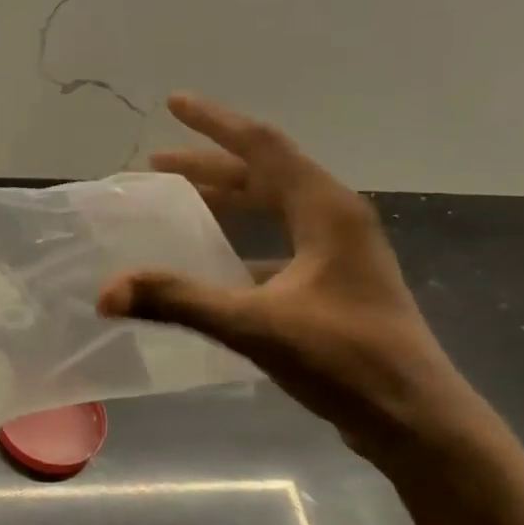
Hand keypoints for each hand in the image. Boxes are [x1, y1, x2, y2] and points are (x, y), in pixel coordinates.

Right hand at [99, 94, 493, 465]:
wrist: (416, 421)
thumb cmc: (345, 361)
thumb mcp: (255, 325)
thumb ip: (178, 302)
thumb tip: (107, 291)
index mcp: (326, 210)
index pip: (263, 146)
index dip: (215, 123)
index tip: (174, 103)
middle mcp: (335, 220)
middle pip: (266, 174)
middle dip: (210, 164)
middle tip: (157, 163)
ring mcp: (339, 253)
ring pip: (273, 208)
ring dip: (226, 199)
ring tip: (179, 200)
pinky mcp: (335, 284)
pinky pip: (278, 242)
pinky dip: (241, 240)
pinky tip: (212, 263)